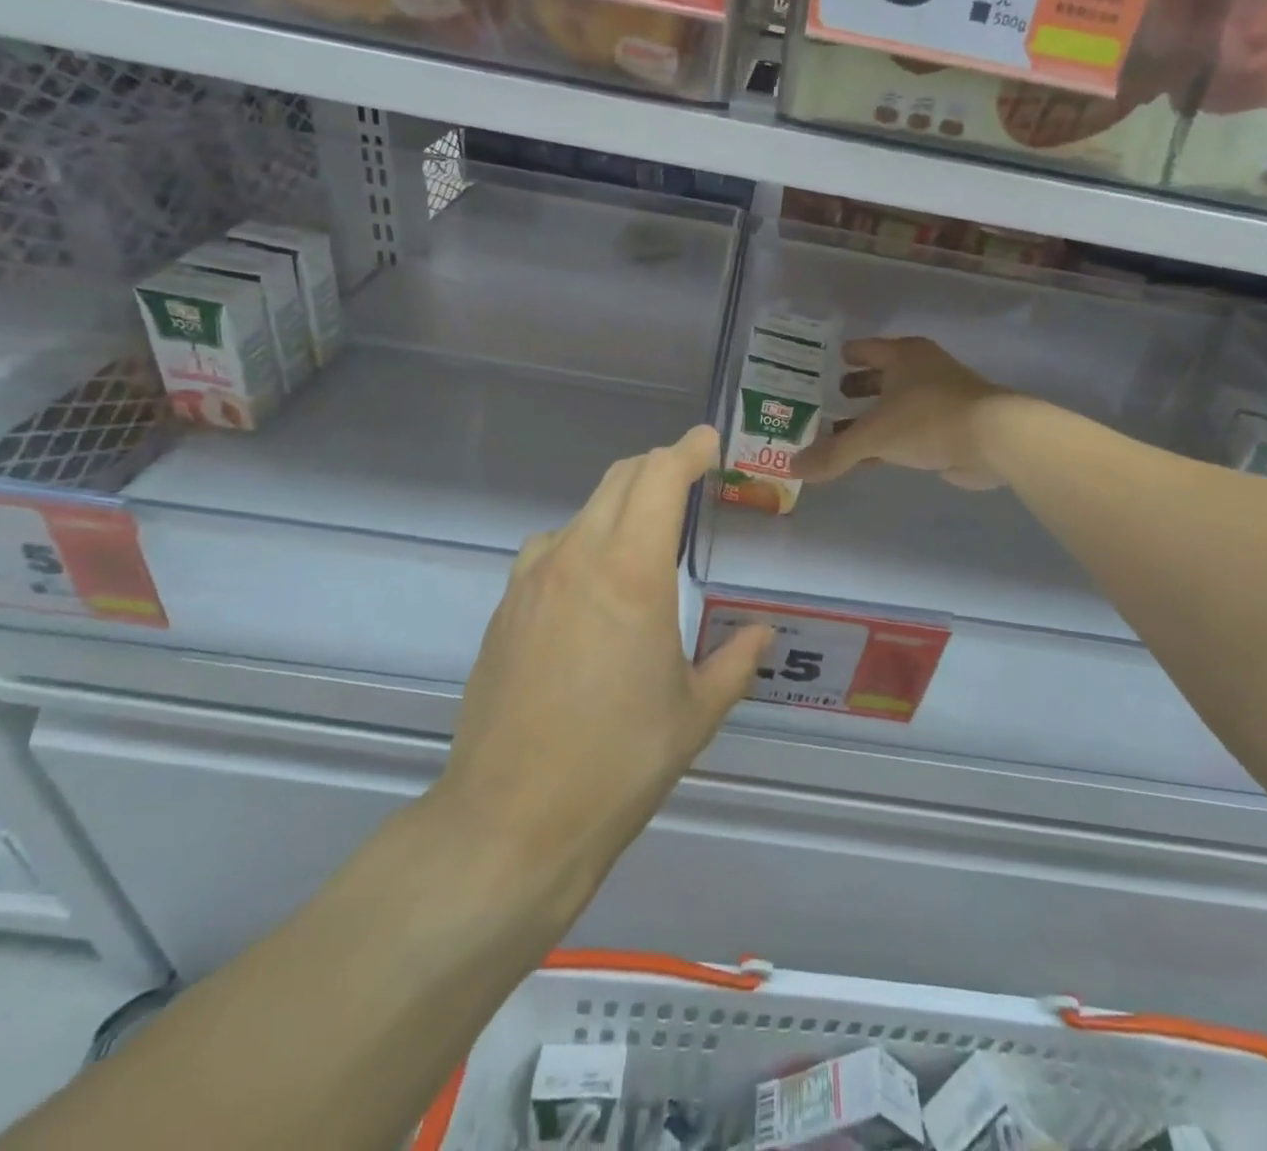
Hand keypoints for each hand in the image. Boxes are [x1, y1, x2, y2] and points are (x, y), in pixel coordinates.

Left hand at [435, 425, 772, 914]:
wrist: (511, 821)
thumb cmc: (618, 763)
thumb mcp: (695, 714)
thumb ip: (735, 662)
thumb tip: (760, 634)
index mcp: (632, 573)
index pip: (660, 477)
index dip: (688, 450)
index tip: (709, 444)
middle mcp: (577, 558)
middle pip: (619, 479)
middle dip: (659, 466)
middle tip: (690, 479)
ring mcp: (532, 581)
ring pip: (583, 511)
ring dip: (621, 504)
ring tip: (647, 536)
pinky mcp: (505, 609)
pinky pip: (552, 548)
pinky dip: (585, 540)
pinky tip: (595, 585)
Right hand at [792, 337, 1011, 490]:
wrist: (994, 440)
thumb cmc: (928, 419)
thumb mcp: (873, 436)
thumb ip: (833, 453)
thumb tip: (792, 468)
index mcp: (903, 356)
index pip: (863, 349)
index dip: (841, 358)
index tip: (816, 368)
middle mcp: (921, 371)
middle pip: (878, 378)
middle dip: (851, 391)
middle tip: (820, 404)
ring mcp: (937, 399)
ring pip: (892, 407)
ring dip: (867, 420)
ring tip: (834, 434)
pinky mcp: (948, 428)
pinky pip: (906, 432)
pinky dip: (886, 441)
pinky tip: (865, 458)